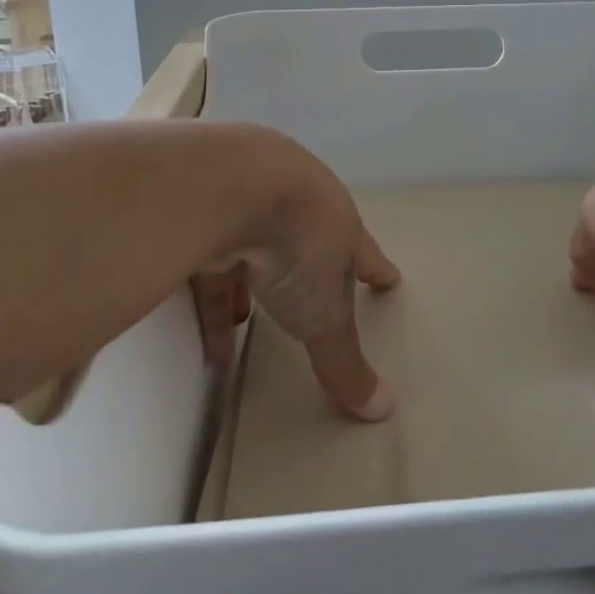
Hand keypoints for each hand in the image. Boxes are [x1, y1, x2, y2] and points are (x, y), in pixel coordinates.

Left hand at [192, 131, 402, 420]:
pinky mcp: (205, 204)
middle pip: (305, 243)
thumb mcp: (323, 315)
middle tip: (302, 304)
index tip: (389, 279)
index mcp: (337, 226)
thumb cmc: (296, 245)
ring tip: (238, 328)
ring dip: (246, 288)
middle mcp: (298, 205)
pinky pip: (212, 254)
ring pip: (253, 248)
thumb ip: (345, 361)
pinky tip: (205, 334)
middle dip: (303, 276)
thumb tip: (385, 409)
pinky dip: (211, 292)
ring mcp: (250, 198)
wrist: (231, 184)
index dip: (376, 270)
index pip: (364, 253)